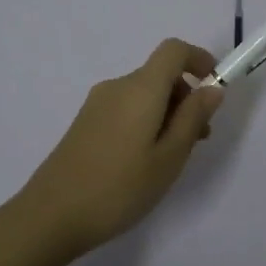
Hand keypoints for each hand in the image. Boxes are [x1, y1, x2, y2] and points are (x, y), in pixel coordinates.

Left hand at [14, 38, 226, 258]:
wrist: (51, 216)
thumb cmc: (119, 188)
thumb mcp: (169, 158)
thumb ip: (193, 118)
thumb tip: (212, 88)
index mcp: (140, 88)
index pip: (173, 50)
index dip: (199, 59)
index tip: (215, 87)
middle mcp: (117, 87)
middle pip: (159, 74)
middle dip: (186, 96)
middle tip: (199, 138)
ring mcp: (96, 104)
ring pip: (143, 94)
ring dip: (167, 112)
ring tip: (173, 156)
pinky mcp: (85, 123)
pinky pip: (125, 108)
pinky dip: (145, 121)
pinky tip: (143, 161)